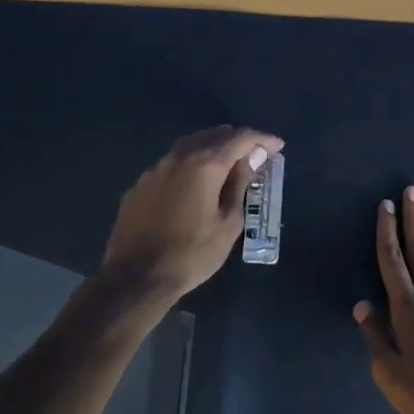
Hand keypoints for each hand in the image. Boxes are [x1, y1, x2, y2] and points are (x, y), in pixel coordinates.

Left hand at [99, 126, 283, 306]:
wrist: (136, 278)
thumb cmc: (192, 254)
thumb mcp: (228, 223)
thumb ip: (239, 184)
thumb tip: (252, 157)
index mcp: (205, 164)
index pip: (240, 139)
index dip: (262, 139)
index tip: (278, 146)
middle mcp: (178, 157)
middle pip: (213, 136)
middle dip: (237, 140)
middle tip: (255, 153)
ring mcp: (155, 169)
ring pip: (189, 146)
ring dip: (212, 148)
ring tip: (228, 161)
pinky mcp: (139, 184)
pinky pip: (171, 163)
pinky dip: (190, 163)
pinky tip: (194, 181)